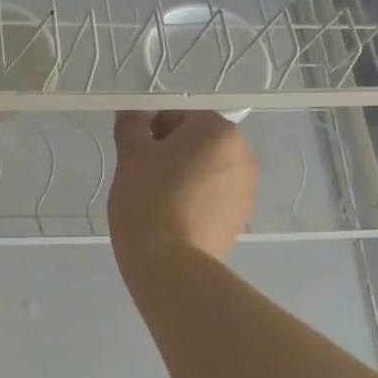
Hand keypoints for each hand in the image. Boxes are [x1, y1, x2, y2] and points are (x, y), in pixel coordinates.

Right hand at [108, 111, 257, 272]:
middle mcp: (243, 155)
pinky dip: (196, 198)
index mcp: (219, 131)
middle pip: (199, 140)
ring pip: (208, 168)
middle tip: (146, 174)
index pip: (181, 114)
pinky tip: (175, 217)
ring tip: (159, 199)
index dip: (154, 128)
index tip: (138, 153)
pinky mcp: (240, 218)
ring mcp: (246, 189)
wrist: (170, 265)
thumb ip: (131, 125)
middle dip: (173, 150)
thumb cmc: (148, 199)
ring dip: (186, 174)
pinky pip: (215, 196)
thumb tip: (132, 112)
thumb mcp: (131, 155)